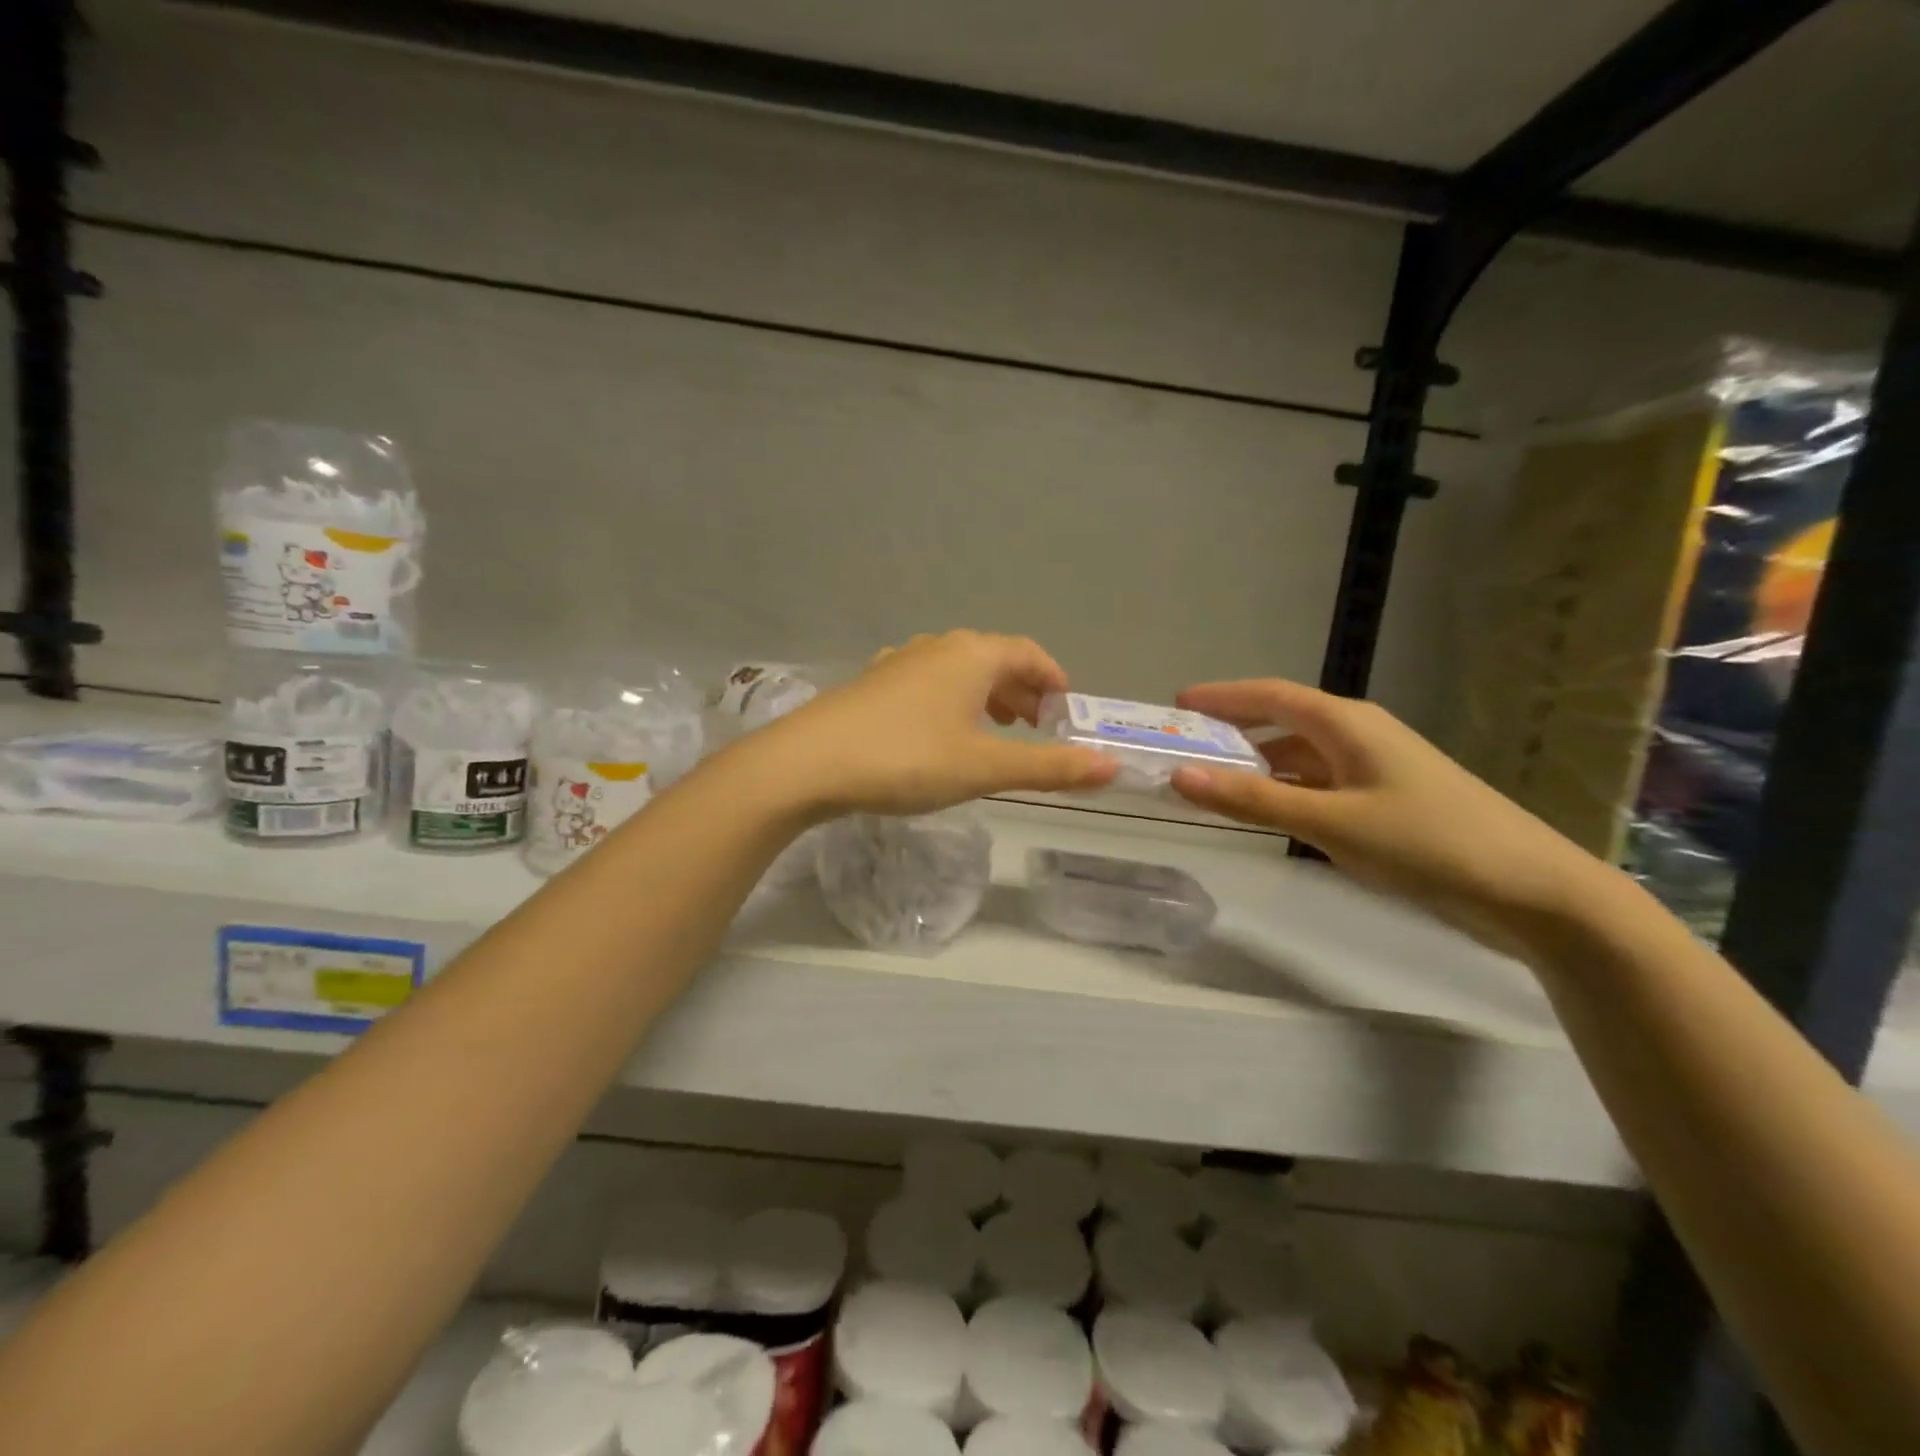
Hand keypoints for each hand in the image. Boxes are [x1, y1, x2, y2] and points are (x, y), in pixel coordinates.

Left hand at [754, 631, 1117, 816]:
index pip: (1028, 653)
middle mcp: (937, 647)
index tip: (1066, 708)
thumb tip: (1111, 769)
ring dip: (985, 696)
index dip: (1053, 677)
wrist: (808, 763)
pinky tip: (939, 733)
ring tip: (995, 730)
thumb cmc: (907, 759)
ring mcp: (898, 662)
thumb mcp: (985, 768)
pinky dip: (949, 702)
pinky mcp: (871, 684)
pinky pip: (926, 684)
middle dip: (1021, 690)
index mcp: (972, 655)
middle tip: (1037, 726)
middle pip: (993, 659)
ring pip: (957, 671)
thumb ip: (1049, 767)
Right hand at [1167, 678, 1616, 952]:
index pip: (1269, 695)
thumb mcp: (1330, 822)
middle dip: (1232, 730)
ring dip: (1257, 764)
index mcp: (1346, 724)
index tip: (1175, 705)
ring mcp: (1376, 768)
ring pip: (1300, 754)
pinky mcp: (1387, 801)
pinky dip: (1285, 789)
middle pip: (1282, 721)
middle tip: (1184, 748)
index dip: (1221, 697)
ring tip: (1213, 781)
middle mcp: (1359, 735)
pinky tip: (1268, 810)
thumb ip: (1253, 800)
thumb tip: (1180, 777)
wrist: (1533, 892)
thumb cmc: (1427, 844)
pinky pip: (1319, 782)